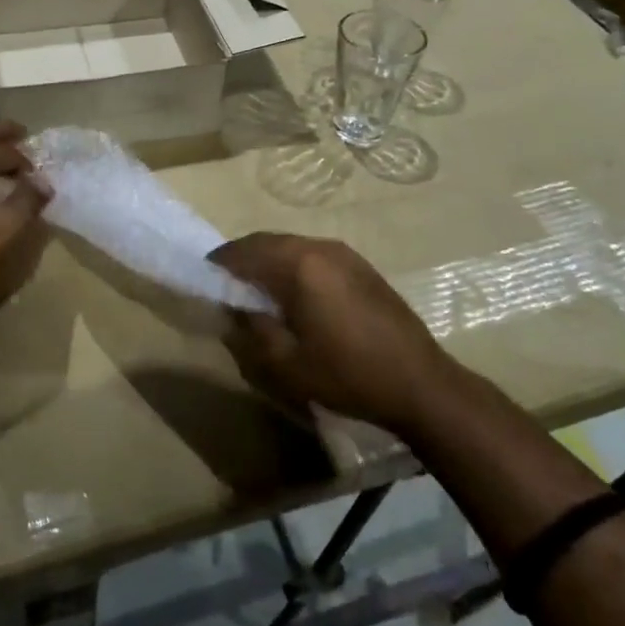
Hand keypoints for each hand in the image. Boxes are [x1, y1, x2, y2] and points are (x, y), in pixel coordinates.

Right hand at [211, 233, 447, 438]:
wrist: (421, 383)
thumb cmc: (348, 374)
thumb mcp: (286, 363)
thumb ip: (252, 329)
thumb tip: (235, 307)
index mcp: (298, 265)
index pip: (244, 252)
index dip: (219, 263)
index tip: (204, 277)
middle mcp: (319, 247)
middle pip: (267, 241)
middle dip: (242, 257)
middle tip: (225, 283)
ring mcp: (344, 253)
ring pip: (291, 245)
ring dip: (268, 259)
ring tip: (256, 288)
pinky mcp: (361, 265)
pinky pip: (313, 254)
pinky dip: (292, 264)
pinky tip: (293, 292)